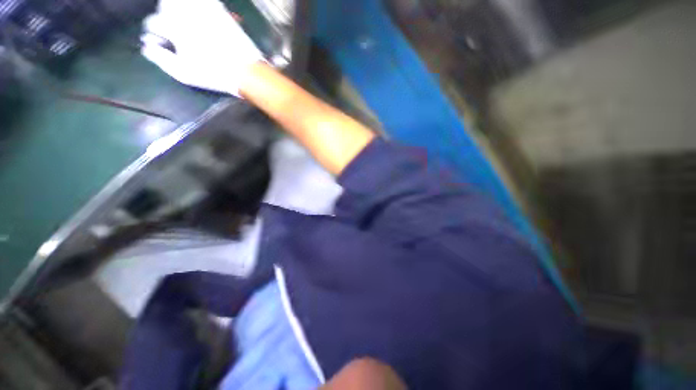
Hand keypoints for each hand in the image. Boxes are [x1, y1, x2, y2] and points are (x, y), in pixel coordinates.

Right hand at [140, 0, 264, 96]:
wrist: (246, 71)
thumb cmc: (214, 75)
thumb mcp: (184, 73)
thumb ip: (161, 59)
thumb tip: (146, 48)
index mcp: (175, 28)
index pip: (154, 23)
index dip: (154, 32)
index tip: (159, 40)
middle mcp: (187, 13)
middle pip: (166, 4)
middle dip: (165, 14)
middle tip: (170, 26)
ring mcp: (205, 10)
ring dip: (178, 7)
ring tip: (183, 19)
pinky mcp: (220, 10)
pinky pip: (207, 0)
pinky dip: (200, 3)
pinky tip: (199, 11)